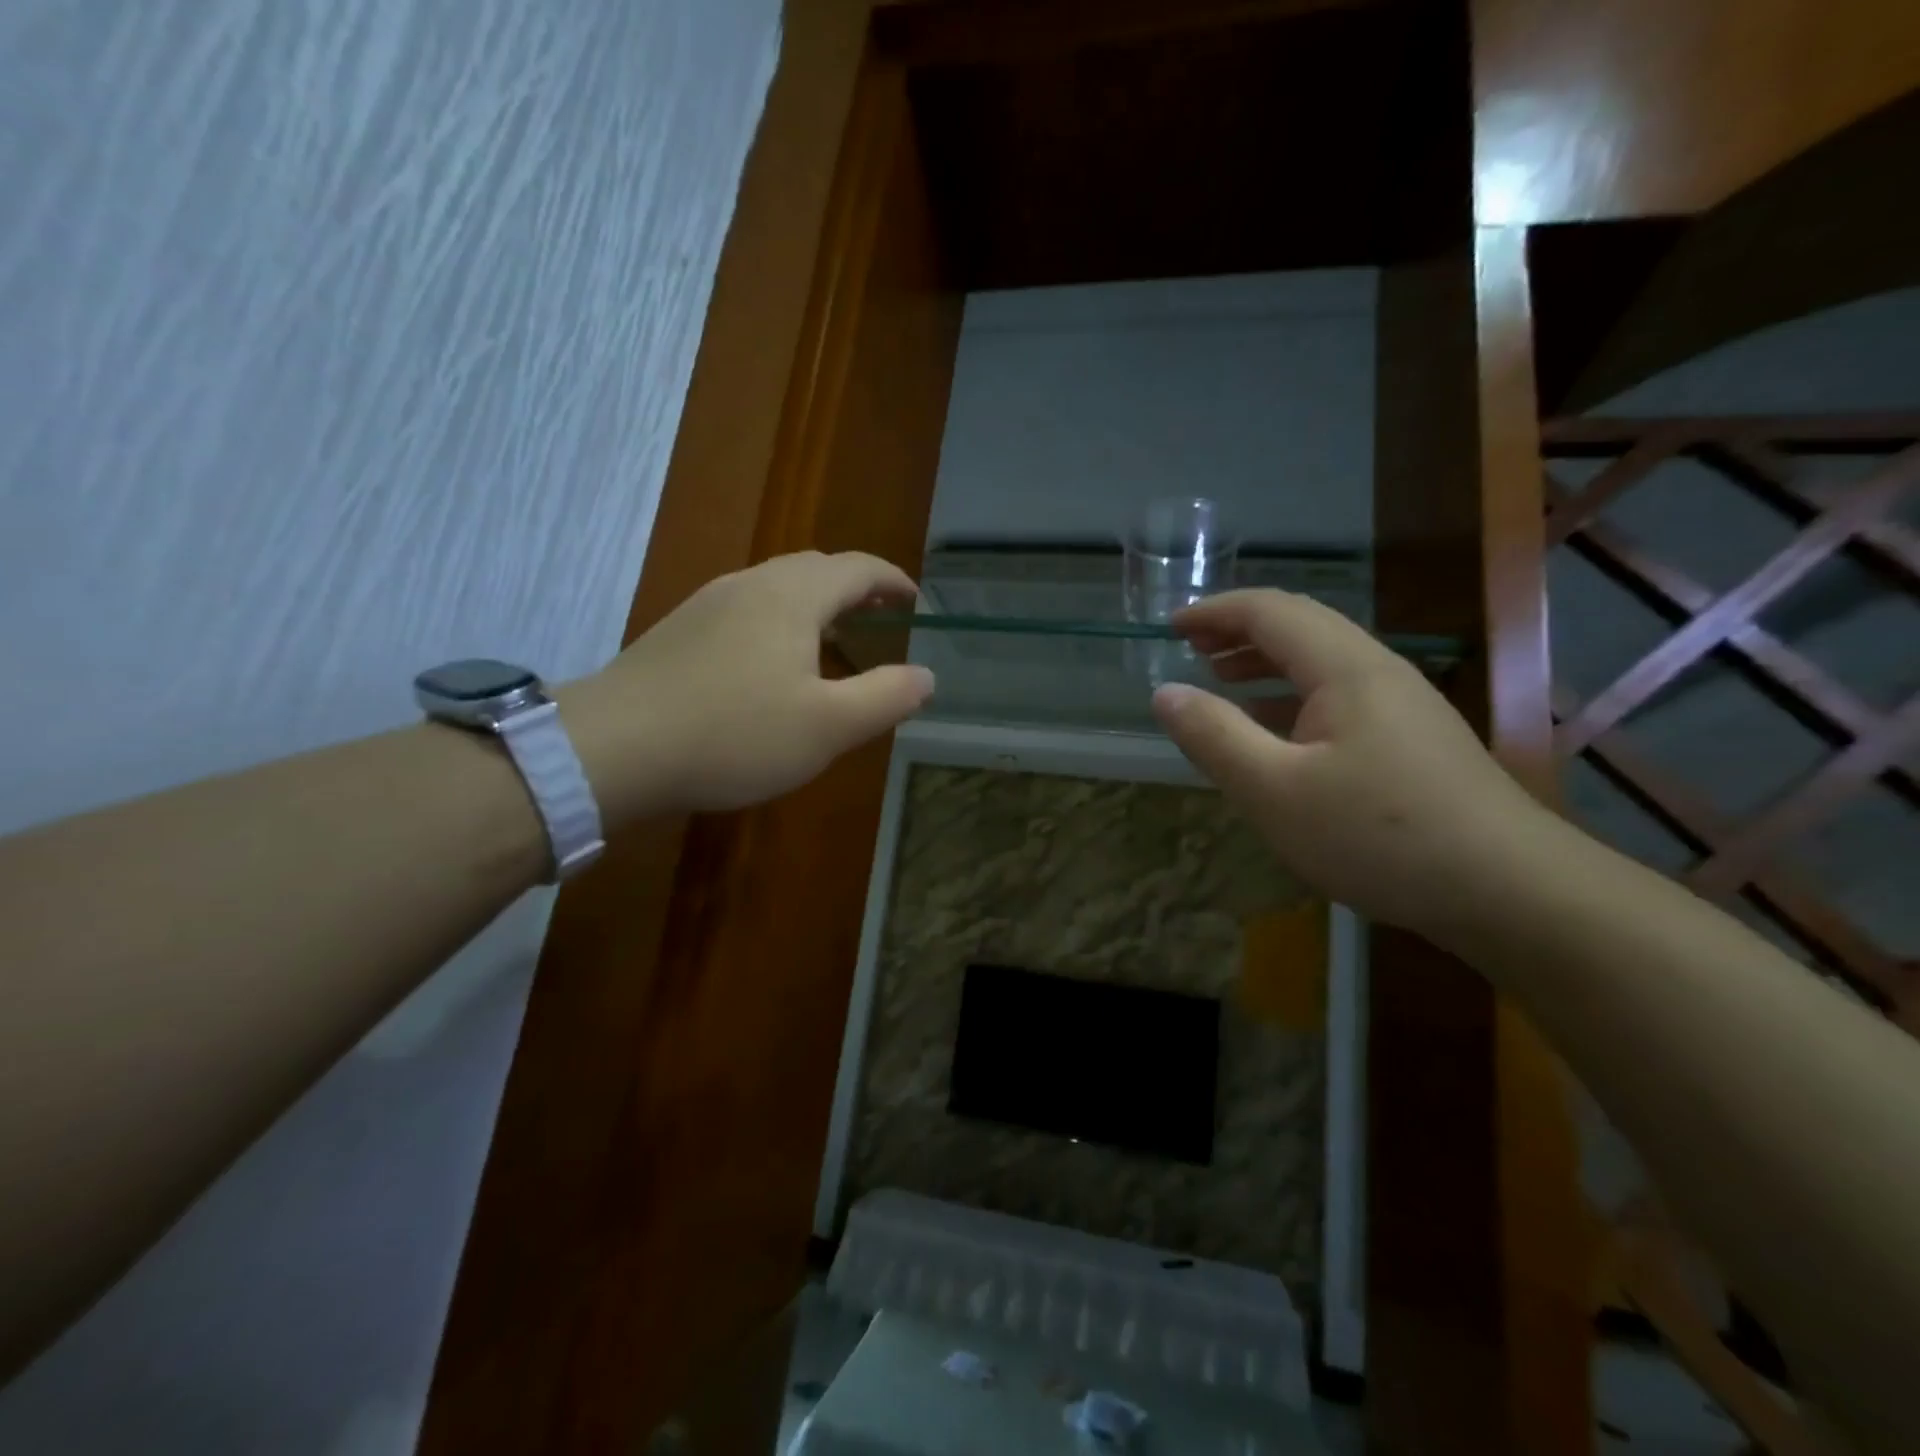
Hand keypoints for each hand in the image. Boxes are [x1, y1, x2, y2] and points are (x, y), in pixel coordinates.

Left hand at [561, 552, 933, 821]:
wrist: (612, 748)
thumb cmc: (734, 734)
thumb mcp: (828, 727)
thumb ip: (886, 697)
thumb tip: (927, 676)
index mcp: (793, 595)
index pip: (858, 568)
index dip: (893, 581)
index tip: (915, 603)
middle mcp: (750, 584)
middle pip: (816, 570)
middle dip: (855, 591)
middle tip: (880, 621)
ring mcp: (708, 604)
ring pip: (777, 590)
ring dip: (815, 608)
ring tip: (833, 646)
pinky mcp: (679, 631)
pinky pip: (746, 612)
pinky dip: (780, 625)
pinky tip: (773, 668)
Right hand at [1151, 590, 1556, 938]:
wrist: (1510, 891)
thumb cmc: (1379, 835)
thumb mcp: (1274, 791)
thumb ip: (1215, 736)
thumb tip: (1165, 693)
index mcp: (1344, 669)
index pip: (1269, 611)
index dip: (1214, 612)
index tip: (1169, 628)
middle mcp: (1377, 672)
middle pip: (1301, 627)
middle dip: (1239, 630)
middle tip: (1191, 649)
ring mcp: (1403, 706)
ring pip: (1322, 662)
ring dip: (1266, 662)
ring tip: (1222, 680)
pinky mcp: (1414, 741)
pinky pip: (1340, 697)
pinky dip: (1293, 696)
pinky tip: (1277, 732)